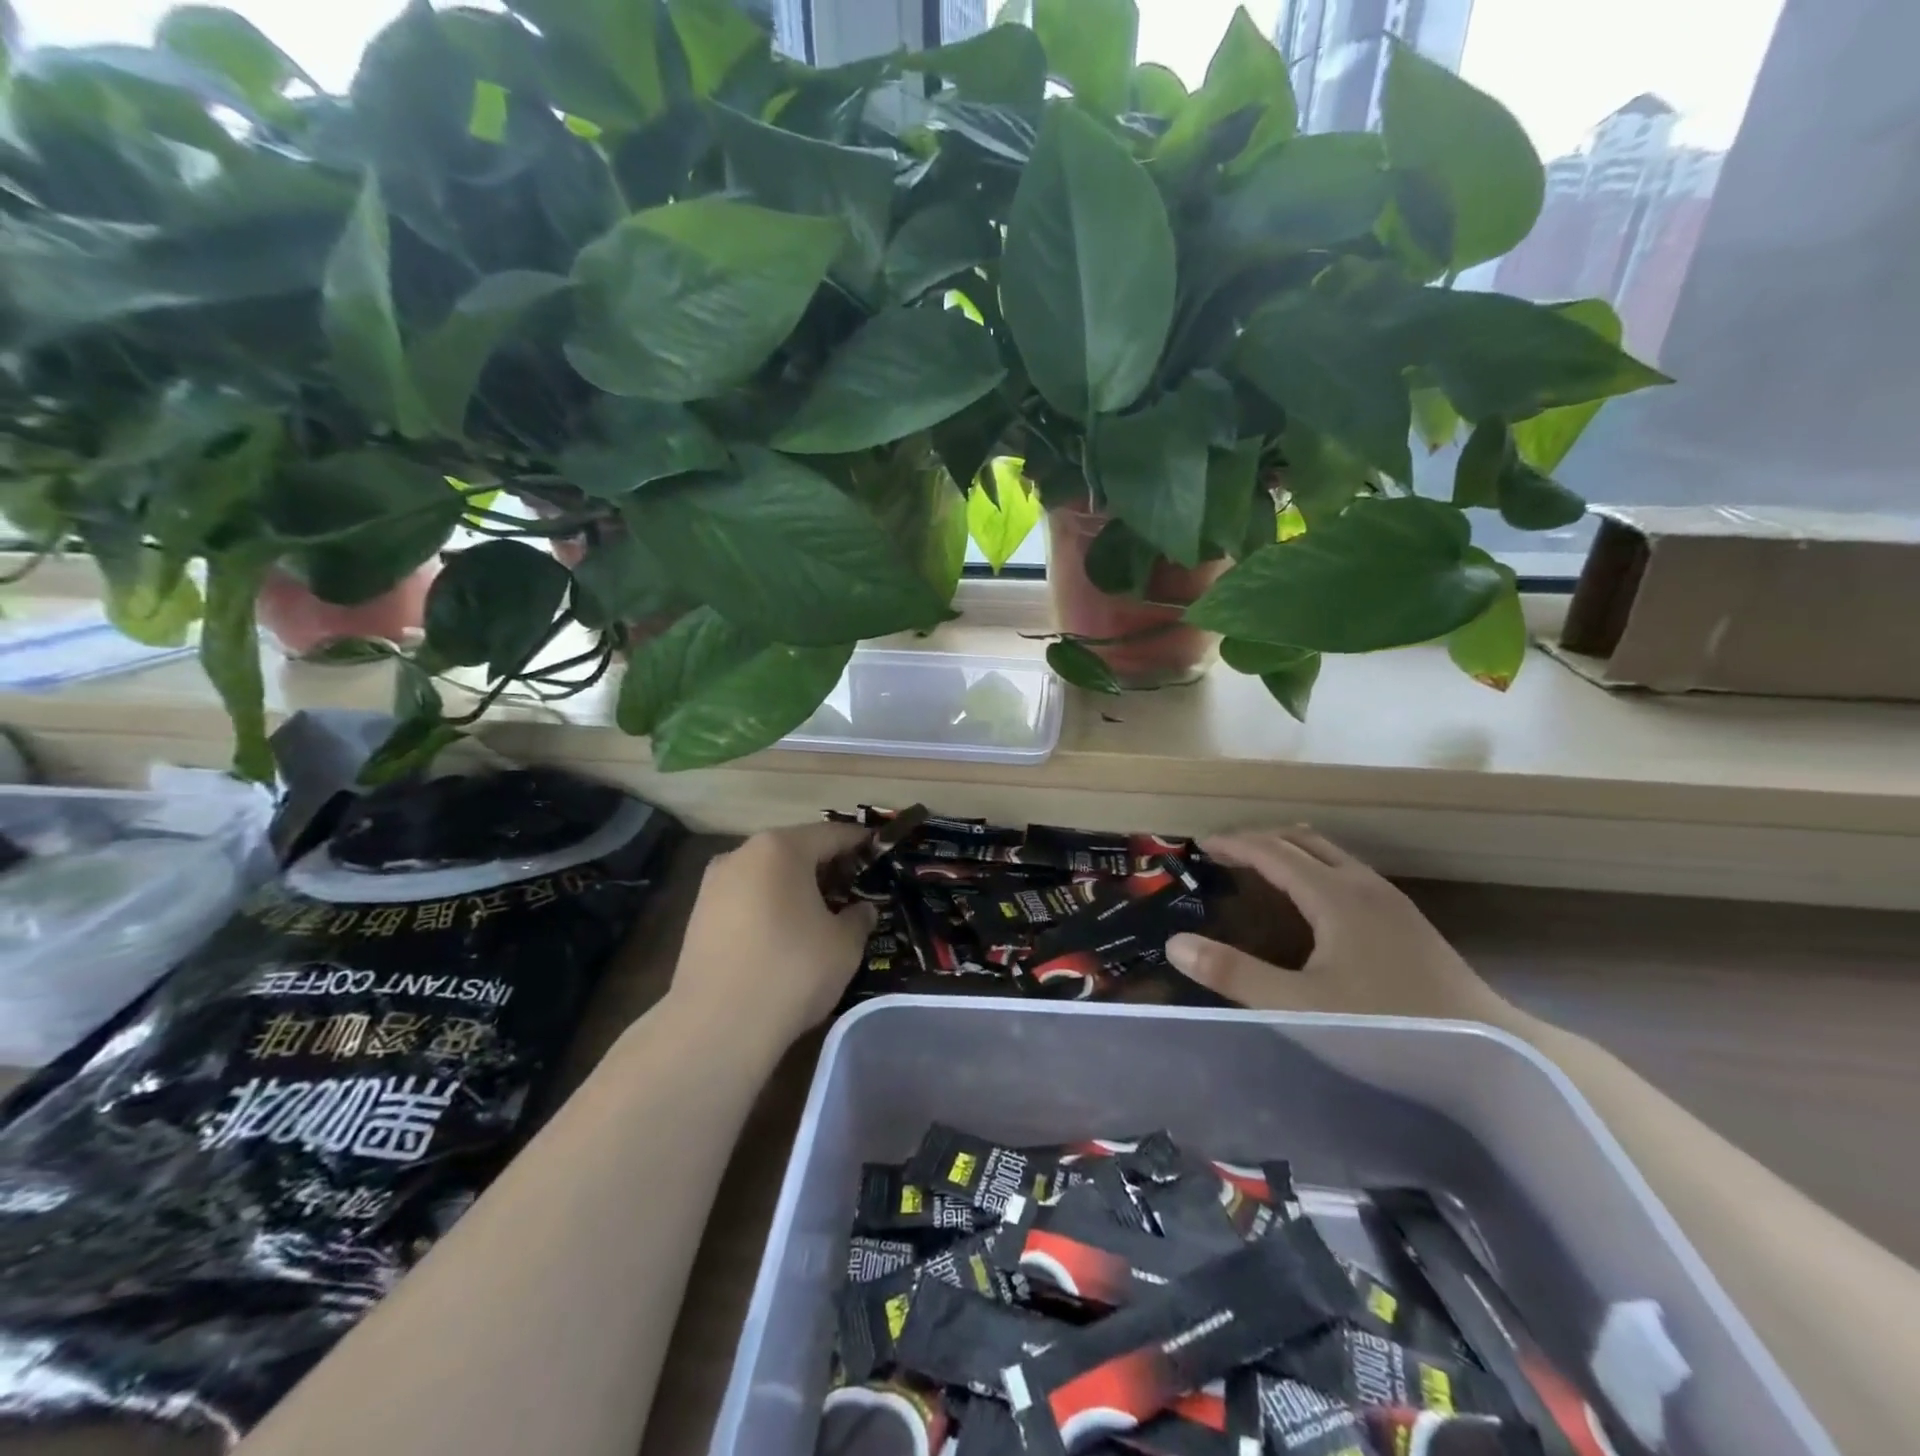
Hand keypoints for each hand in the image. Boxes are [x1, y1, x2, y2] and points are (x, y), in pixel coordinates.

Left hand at [667, 822, 877, 1045]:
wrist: (717, 1025)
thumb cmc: (792, 970)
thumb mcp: (844, 944)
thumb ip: (858, 918)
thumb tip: (861, 910)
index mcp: (781, 848)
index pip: (832, 834)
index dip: (859, 842)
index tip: (878, 850)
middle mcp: (742, 854)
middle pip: (795, 850)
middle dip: (825, 865)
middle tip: (854, 886)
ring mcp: (714, 884)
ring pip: (767, 874)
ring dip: (794, 886)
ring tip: (820, 912)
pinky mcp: (698, 916)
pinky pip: (746, 898)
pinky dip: (769, 906)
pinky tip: (784, 934)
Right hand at [1165, 827, 1511, 1023]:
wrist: (1499, 1055)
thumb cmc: (1389, 1027)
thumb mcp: (1299, 1006)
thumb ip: (1235, 974)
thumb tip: (1176, 943)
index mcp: (1335, 895)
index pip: (1272, 851)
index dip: (1234, 844)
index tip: (1200, 845)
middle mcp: (1363, 886)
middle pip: (1304, 841)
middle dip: (1260, 840)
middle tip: (1225, 855)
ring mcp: (1392, 903)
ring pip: (1331, 856)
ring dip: (1291, 853)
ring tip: (1261, 872)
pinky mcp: (1408, 923)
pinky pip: (1348, 874)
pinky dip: (1315, 871)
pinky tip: (1313, 907)